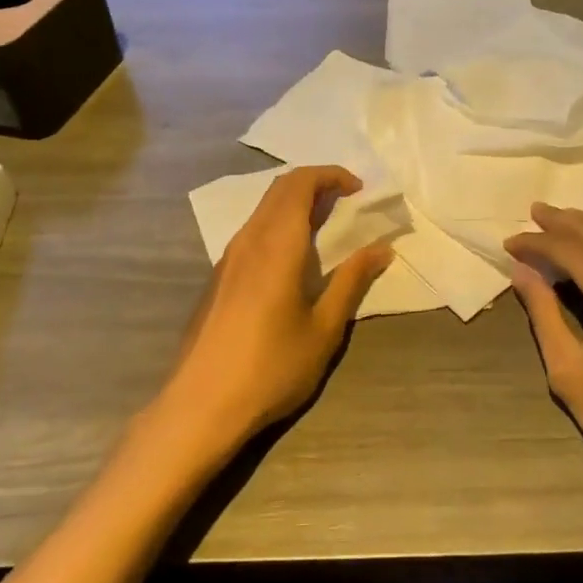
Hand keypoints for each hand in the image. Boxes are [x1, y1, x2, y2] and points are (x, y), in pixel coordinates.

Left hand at [158, 166, 393, 459]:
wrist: (200, 407)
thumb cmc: (271, 368)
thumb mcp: (324, 329)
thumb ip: (352, 281)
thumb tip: (382, 248)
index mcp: (277, 245)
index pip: (300, 183)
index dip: (331, 175)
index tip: (359, 190)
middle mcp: (249, 240)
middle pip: (280, 188)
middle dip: (316, 183)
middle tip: (348, 202)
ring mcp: (228, 258)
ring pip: (263, 208)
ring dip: (296, 203)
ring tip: (327, 226)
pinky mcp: (218, 278)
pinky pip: (253, 230)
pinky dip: (280, 223)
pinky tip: (294, 257)